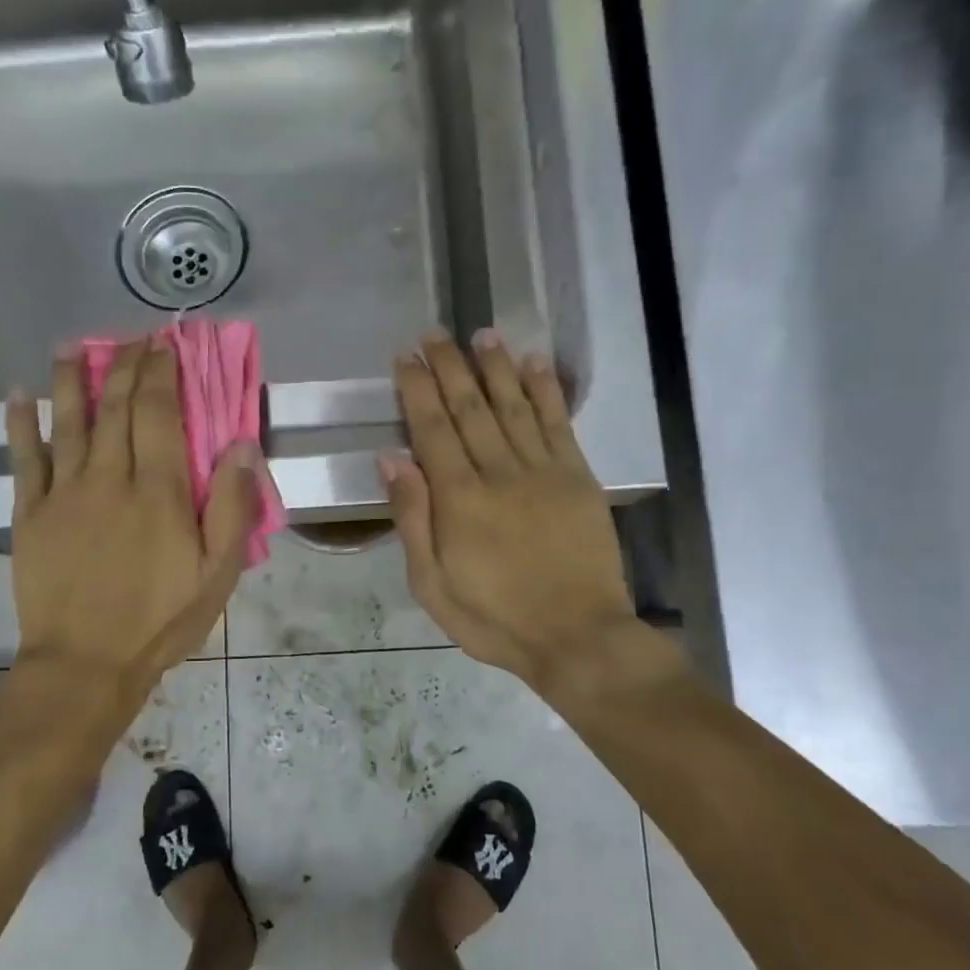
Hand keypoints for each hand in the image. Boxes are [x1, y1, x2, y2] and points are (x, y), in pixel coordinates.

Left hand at [6, 337, 259, 697]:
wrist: (85, 664)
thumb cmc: (161, 620)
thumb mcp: (218, 572)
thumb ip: (232, 506)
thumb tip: (241, 443)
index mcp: (159, 490)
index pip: (159, 412)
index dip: (162, 372)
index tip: (166, 344)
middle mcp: (109, 478)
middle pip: (116, 407)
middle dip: (125, 365)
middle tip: (133, 338)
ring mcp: (64, 493)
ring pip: (68, 422)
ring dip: (71, 379)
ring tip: (74, 345)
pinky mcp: (30, 514)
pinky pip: (23, 459)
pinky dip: (20, 424)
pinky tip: (19, 394)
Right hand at [382, 332, 637, 692]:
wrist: (578, 636)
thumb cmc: (495, 619)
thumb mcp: (432, 585)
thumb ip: (412, 518)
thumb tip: (391, 458)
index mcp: (459, 499)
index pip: (432, 429)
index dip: (417, 389)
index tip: (406, 357)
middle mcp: (499, 472)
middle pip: (470, 407)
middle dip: (450, 366)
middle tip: (434, 333)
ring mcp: (544, 471)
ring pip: (514, 405)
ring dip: (496, 366)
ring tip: (481, 334)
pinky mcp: (578, 478)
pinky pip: (559, 423)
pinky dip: (546, 390)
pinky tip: (534, 363)